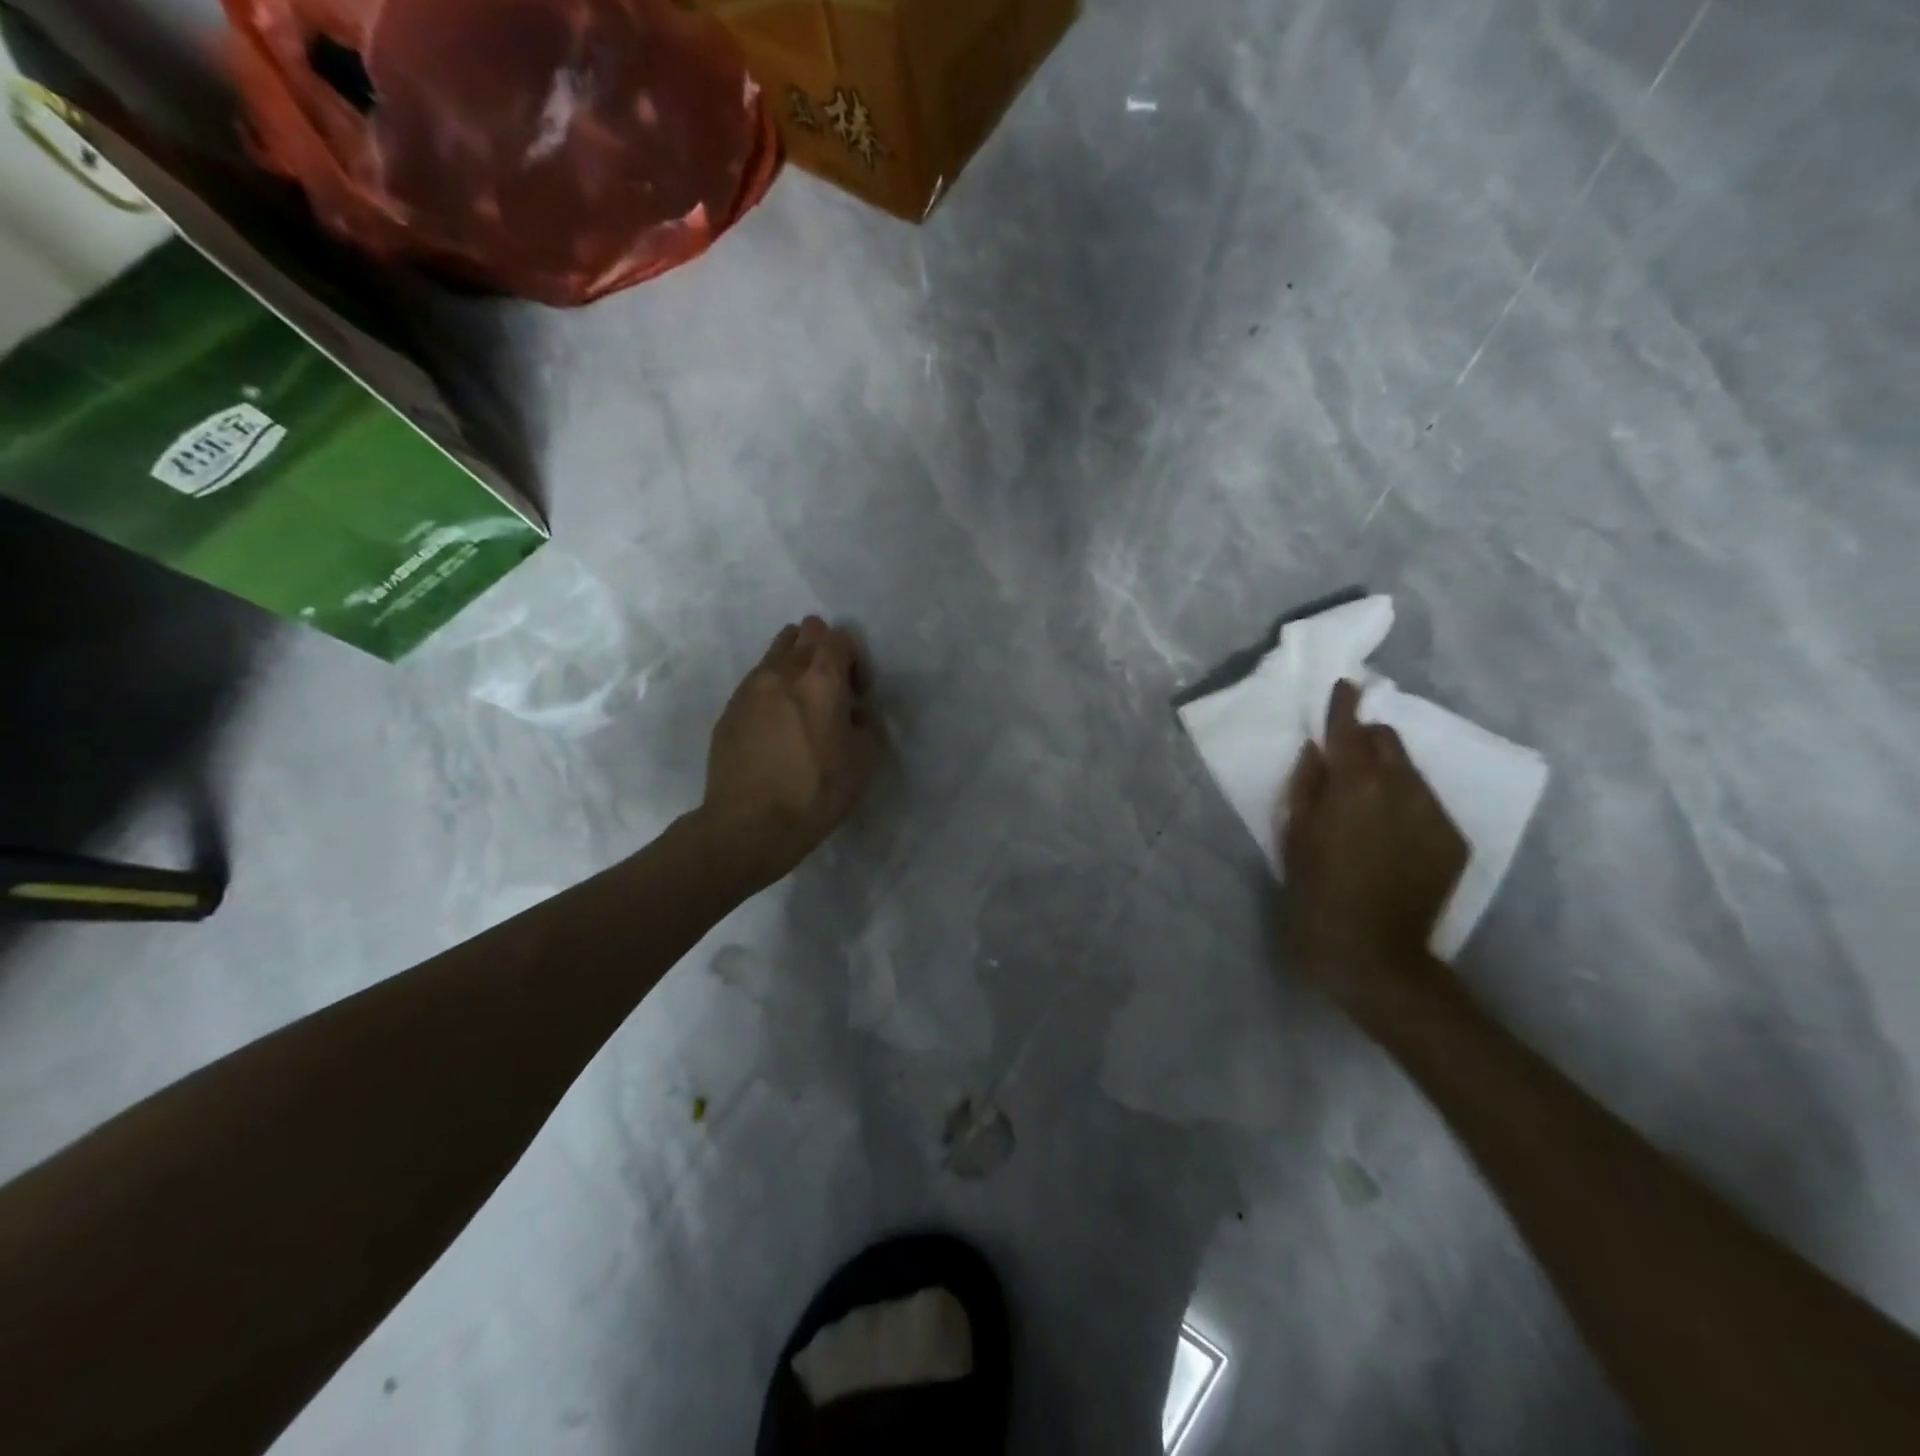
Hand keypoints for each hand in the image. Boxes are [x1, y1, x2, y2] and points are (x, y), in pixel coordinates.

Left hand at [701, 617, 881, 888]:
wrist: (750, 825)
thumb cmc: (816, 792)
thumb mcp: (864, 762)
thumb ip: (866, 726)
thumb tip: (854, 716)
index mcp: (821, 680)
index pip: (840, 637)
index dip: (855, 660)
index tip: (857, 695)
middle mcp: (782, 672)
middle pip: (804, 633)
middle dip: (823, 651)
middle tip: (830, 690)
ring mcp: (750, 688)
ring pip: (776, 652)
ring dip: (794, 666)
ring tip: (801, 704)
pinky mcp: (729, 709)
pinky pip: (756, 682)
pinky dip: (772, 691)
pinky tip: (776, 727)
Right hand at [1281, 680, 1467, 997]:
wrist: (1374, 957)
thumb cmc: (1315, 895)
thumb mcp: (1293, 838)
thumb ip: (1306, 786)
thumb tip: (1317, 752)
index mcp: (1356, 786)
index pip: (1351, 729)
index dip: (1343, 705)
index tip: (1342, 685)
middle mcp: (1403, 789)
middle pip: (1389, 741)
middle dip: (1367, 738)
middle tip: (1344, 756)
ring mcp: (1435, 815)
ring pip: (1411, 771)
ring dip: (1387, 770)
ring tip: (1366, 797)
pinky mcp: (1454, 841)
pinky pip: (1427, 803)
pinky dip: (1405, 802)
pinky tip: (1389, 831)